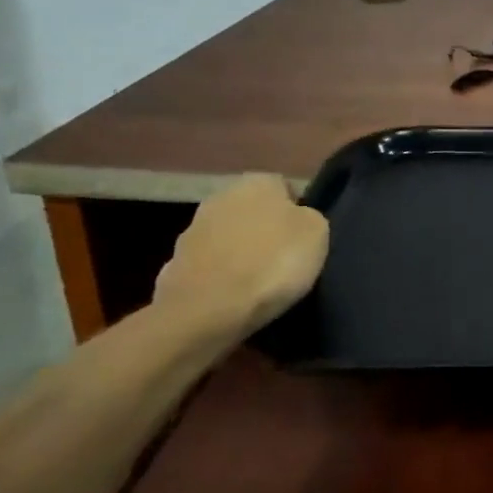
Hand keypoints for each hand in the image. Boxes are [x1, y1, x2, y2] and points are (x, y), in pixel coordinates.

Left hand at [154, 174, 329, 335]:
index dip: (297, 213)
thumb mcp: (317, 234)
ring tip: (258, 283)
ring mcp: (192, 230)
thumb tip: (298, 218)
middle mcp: (221, 196)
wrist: (208, 310)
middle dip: (265, 231)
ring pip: (229, 238)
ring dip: (240, 253)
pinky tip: (233, 297)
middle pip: (253, 212)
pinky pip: (210, 266)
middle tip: (283, 259)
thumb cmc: (272, 263)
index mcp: (257, 182)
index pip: (285, 189)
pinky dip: (221, 277)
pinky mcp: (174, 264)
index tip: (304, 240)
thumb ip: (309, 218)